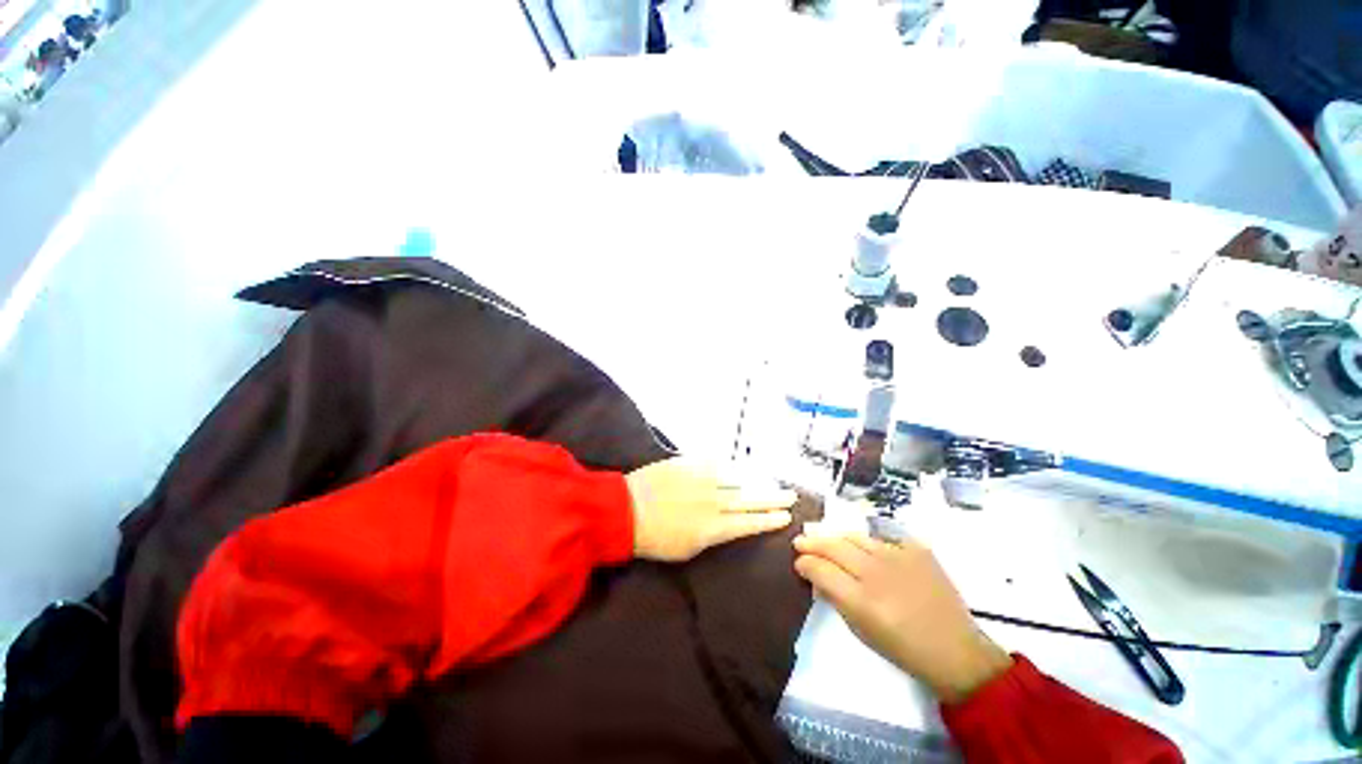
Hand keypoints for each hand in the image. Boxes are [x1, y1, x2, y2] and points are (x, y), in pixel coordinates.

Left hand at [625, 458, 796, 561]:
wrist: (626, 510)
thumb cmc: (654, 539)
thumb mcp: (687, 549)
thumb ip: (712, 534)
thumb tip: (728, 523)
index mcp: (714, 527)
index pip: (750, 523)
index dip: (770, 520)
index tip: (786, 516)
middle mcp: (714, 501)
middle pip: (750, 498)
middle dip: (773, 498)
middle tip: (791, 496)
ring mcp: (703, 479)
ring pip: (736, 479)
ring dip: (753, 481)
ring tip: (768, 482)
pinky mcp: (690, 463)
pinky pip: (715, 463)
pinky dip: (728, 467)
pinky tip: (738, 467)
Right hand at [793, 531, 1012, 703]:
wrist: (956, 650)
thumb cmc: (904, 650)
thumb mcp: (861, 632)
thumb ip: (835, 599)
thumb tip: (815, 576)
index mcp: (863, 601)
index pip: (820, 569)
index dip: (804, 562)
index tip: (798, 562)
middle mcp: (878, 573)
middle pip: (834, 545)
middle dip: (812, 542)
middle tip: (801, 541)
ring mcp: (899, 557)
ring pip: (855, 537)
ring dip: (837, 538)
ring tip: (827, 540)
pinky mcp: (917, 549)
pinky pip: (883, 539)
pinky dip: (870, 544)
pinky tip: (867, 551)